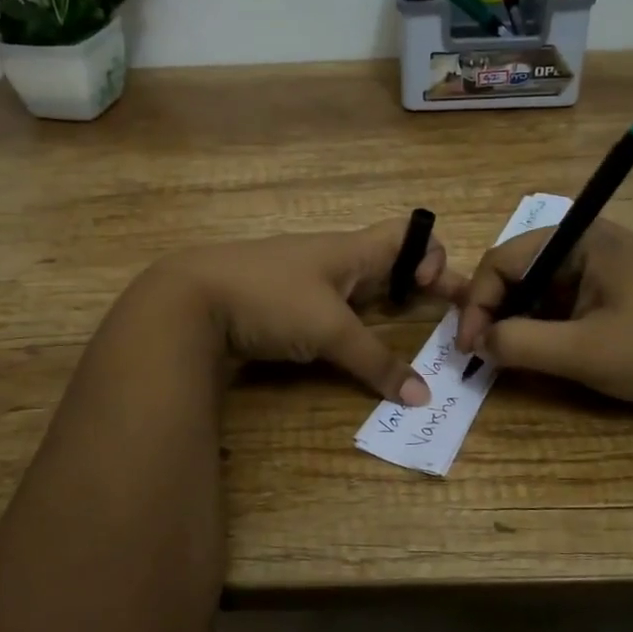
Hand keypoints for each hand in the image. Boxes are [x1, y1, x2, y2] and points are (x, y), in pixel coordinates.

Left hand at [151, 221, 462, 404]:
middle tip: (443, 317)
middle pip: (387, 262)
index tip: (434, 291)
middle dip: (417, 286)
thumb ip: (375, 362)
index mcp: (351, 249)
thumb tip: (421, 398)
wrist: (189, 300)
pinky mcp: (278, 302)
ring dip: (383, 307)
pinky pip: (328, 307)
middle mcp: (331, 258)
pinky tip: (347, 346)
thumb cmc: (271, 298)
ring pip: (356, 287)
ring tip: (402, 336)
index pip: (408, 233)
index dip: (432, 255)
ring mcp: (302, 279)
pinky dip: (348, 324)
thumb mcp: (329, 330)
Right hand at [453, 218, 632, 410]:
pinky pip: (553, 302)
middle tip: (479, 351)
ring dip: (511, 319)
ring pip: (532, 288)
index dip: (478, 302)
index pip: (504, 260)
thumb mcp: (583, 351)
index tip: (468, 346)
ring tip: (499, 354)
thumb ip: (521, 344)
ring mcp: (594, 267)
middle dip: (492, 309)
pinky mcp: (603, 291)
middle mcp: (583, 244)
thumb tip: (478, 343)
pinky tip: (530, 351)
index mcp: (580, 239)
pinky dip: (535, 325)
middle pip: (515, 270)